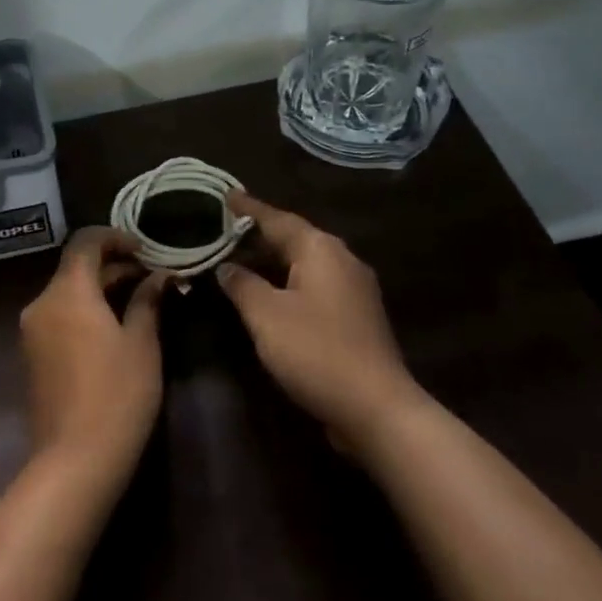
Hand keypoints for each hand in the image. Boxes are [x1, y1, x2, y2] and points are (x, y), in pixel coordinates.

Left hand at [19, 227, 166, 483]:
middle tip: (151, 275)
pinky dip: (85, 309)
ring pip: (67, 292)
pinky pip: (59, 316)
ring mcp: (32, 331)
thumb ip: (147, 301)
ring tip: (139, 299)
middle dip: (112, 265)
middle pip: (75, 267)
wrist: (75, 458)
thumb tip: (158, 277)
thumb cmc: (117, 395)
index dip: (115, 237)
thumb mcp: (141, 344)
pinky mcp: (32, 355)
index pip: (85, 242)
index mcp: (67, 292)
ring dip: (99, 288)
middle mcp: (42, 304)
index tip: (145, 249)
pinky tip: (113, 326)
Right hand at [216, 192, 423, 450]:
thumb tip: (226, 266)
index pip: (276, 219)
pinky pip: (314, 285)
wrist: (376, 407)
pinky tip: (270, 293)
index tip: (225, 193)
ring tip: (241, 257)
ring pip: (305, 262)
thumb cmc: (315, 351)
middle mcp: (342, 260)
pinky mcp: (356, 316)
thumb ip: (242, 284)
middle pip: (294, 237)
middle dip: (260, 233)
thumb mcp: (266, 315)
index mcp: (321, 250)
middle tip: (225, 227)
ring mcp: (354, 289)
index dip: (248, 208)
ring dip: (273, 259)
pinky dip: (288, 282)